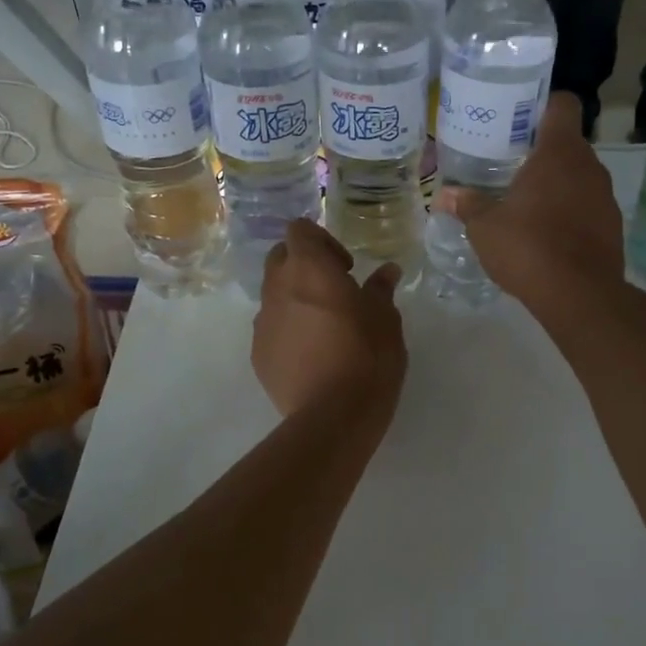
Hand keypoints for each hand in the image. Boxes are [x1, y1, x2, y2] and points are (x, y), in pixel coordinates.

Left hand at [253, 219, 406, 420]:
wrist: (333, 416)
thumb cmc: (367, 356)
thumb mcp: (385, 319)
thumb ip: (381, 289)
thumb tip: (387, 271)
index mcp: (308, 269)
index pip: (299, 230)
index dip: (321, 241)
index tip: (345, 267)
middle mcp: (277, 288)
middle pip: (280, 258)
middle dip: (304, 266)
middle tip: (334, 290)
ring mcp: (262, 322)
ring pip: (273, 295)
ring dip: (295, 299)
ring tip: (325, 327)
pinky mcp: (257, 354)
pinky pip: (271, 329)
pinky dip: (288, 330)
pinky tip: (312, 355)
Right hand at [436, 92, 622, 308]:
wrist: (579, 295)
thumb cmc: (528, 247)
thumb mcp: (485, 227)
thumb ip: (467, 205)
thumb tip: (443, 195)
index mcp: (559, 152)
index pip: (562, 105)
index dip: (542, 105)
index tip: (520, 119)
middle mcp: (589, 166)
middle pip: (568, 143)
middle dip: (543, 151)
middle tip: (512, 165)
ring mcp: (605, 196)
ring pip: (579, 176)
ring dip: (558, 184)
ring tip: (527, 202)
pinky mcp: (612, 226)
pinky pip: (588, 206)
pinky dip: (571, 212)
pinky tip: (548, 234)